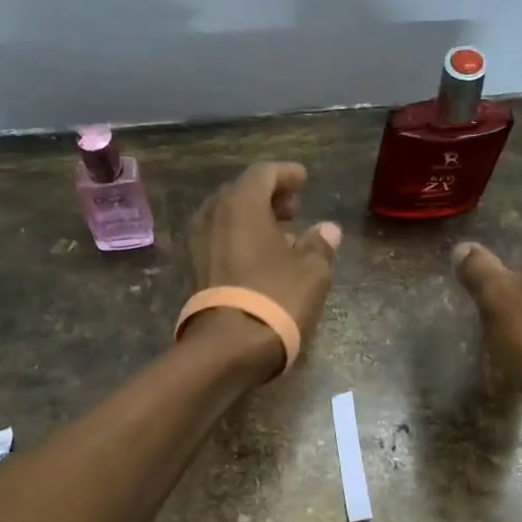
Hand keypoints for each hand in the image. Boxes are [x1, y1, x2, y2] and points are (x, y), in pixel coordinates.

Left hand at [185, 161, 342, 375]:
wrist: (228, 347)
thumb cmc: (275, 299)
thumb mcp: (311, 272)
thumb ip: (320, 245)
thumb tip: (328, 230)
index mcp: (240, 205)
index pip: (263, 174)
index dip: (286, 174)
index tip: (303, 179)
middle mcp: (213, 216)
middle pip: (240, 194)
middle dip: (268, 197)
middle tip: (293, 207)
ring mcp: (198, 245)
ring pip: (227, 220)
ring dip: (253, 221)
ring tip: (282, 235)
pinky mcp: (193, 272)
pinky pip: (219, 242)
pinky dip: (240, 241)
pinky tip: (261, 259)